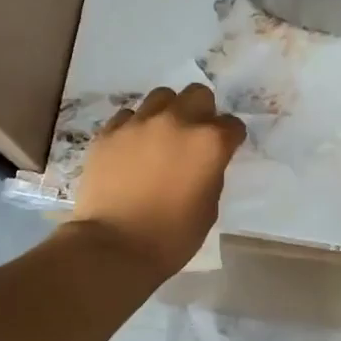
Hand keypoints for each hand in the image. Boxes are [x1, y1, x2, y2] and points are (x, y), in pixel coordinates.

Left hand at [72, 84, 245, 278]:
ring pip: (161, 97)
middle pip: (198, 94)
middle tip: (194, 136)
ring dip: (168, 112)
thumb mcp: (208, 208)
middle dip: (202, 111)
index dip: (231, 139)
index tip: (225, 151)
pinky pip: (128, 116)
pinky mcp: (108, 132)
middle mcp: (177, 122)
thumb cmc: (171, 237)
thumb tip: (203, 162)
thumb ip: (211, 174)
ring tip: (161, 136)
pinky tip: (132, 148)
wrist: (113, 246)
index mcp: (209, 143)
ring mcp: (139, 123)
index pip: (232, 125)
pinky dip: (135, 127)